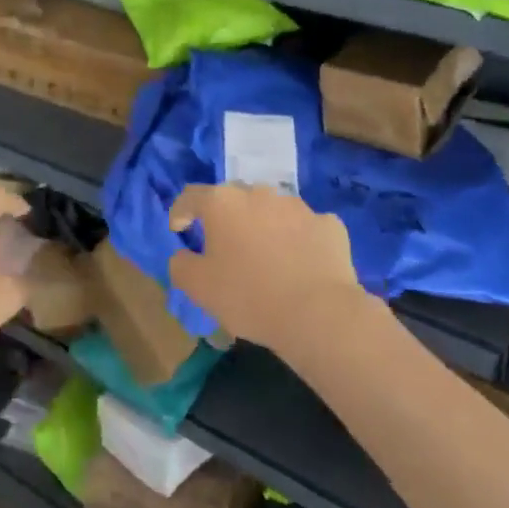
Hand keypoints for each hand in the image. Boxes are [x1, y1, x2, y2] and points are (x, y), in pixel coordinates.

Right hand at [168, 184, 368, 357]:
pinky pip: (305, 228)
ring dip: (264, 226)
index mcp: (223, 202)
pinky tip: (300, 264)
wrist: (319, 314)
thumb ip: (180, 265)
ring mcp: (298, 206)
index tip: (179, 229)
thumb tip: (183, 255)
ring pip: (272, 210)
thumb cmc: (249, 296)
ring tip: (266, 257)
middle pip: (234, 199)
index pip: (192, 196)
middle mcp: (259, 193)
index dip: (181, 211)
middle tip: (225, 246)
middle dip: (226, 218)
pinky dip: (298, 240)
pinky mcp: (329, 224)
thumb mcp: (198, 287)